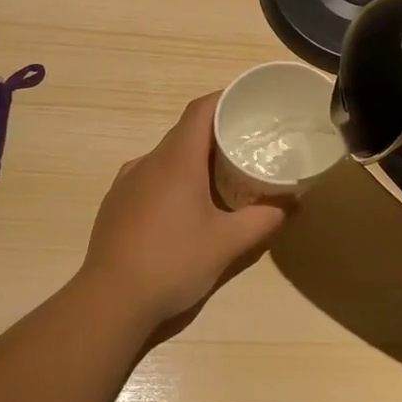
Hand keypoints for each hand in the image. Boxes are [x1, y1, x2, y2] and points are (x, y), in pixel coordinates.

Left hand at [80, 93, 287, 330]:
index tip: (251, 104)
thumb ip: (264, 219)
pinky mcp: (115, 203)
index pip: (201, 109)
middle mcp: (148, 161)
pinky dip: (172, 180)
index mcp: (176, 160)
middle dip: (217, 133)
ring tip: (220, 179)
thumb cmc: (173, 262)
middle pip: (185, 132)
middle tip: (247, 146)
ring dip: (194, 159)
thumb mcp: (228, 244)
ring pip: (167, 156)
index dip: (226, 100)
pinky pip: (150, 178)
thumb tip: (292, 202)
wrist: (110, 301)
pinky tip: (184, 209)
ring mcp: (126, 182)